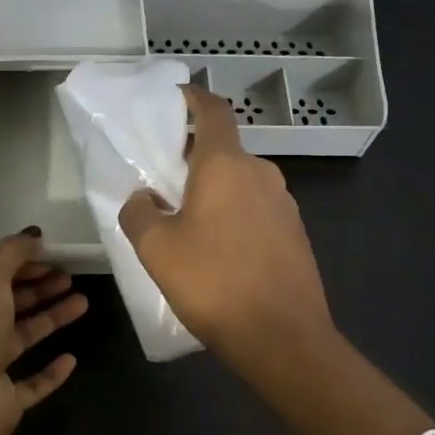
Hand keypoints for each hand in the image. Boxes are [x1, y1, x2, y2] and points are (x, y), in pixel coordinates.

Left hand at [0, 231, 88, 434]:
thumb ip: (12, 253)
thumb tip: (34, 235)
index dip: (23, 263)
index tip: (54, 254)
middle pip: (10, 303)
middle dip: (40, 287)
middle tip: (72, 276)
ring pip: (24, 336)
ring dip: (52, 318)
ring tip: (83, 302)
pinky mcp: (4, 399)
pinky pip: (32, 382)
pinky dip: (51, 372)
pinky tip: (71, 359)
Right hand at [121, 87, 433, 434]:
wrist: (283, 338)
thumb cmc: (213, 282)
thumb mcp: (156, 248)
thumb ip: (138, 213)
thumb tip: (143, 198)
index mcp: (226, 165)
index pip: (213, 111)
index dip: (194, 97)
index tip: (175, 96)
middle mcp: (261, 174)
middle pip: (224, 150)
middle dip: (194, 157)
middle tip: (164, 180)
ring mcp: (285, 205)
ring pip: (241, 182)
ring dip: (215, 190)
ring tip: (187, 221)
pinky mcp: (296, 235)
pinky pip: (257, 210)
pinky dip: (234, 215)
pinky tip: (219, 250)